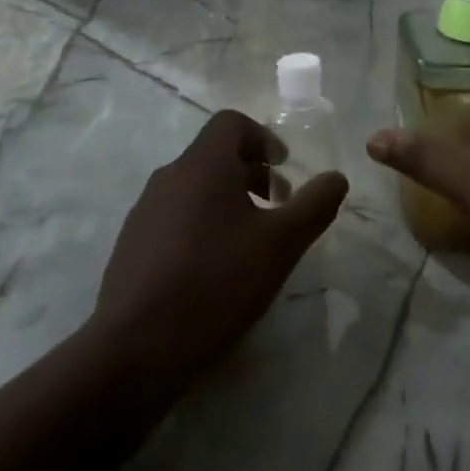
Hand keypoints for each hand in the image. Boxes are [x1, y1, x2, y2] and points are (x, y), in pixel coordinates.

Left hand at [92, 110, 347, 386]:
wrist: (135, 348)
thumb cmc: (216, 283)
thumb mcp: (280, 245)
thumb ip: (313, 206)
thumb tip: (337, 177)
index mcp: (202, 164)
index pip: (231, 123)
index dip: (263, 138)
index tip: (285, 169)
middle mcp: (169, 176)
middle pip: (214, 155)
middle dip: (251, 173)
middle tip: (277, 209)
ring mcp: (145, 210)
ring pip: (194, 187)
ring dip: (227, 200)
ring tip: (249, 243)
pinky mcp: (132, 243)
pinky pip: (174, 216)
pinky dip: (201, 224)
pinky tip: (214, 270)